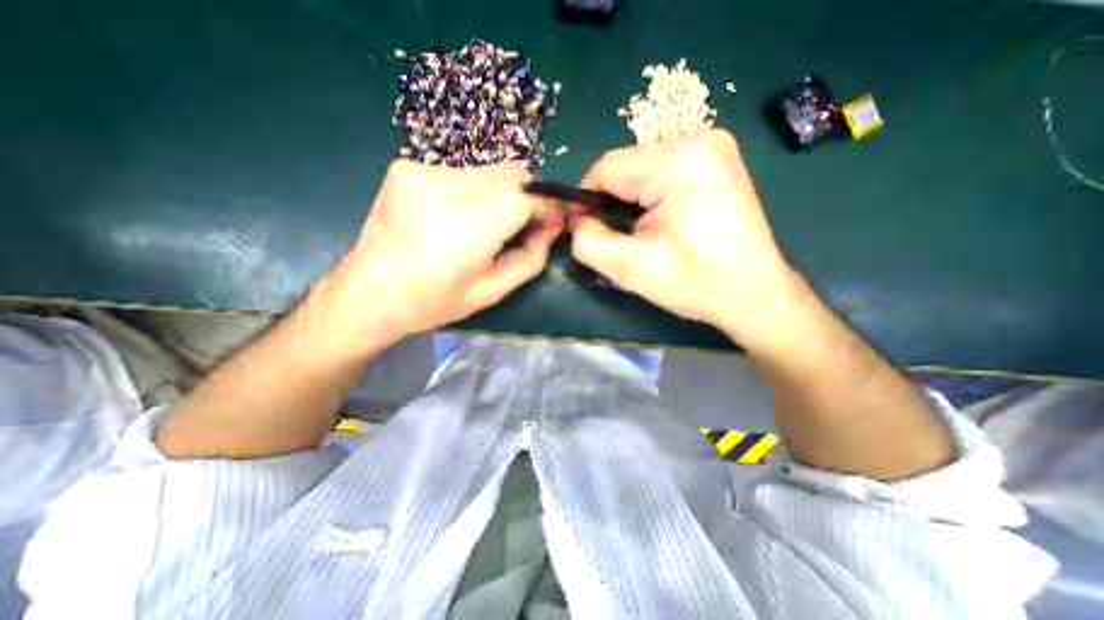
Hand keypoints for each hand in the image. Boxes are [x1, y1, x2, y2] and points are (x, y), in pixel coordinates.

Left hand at [314, 161, 563, 347]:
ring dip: (500, 195)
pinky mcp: (406, 168)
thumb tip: (551, 226)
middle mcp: (444, 187)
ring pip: (489, 171)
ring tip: (485, 225)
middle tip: (521, 226)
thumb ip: (531, 257)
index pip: (527, 192)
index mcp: (468, 226)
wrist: (368, 294)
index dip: (546, 203)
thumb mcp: (492, 291)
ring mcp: (421, 172)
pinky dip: (473, 191)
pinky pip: (461, 173)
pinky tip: (456, 216)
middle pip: (512, 173)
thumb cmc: (434, 302)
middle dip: (527, 197)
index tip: (550, 221)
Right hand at [568, 128, 803, 340]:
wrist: (754, 293)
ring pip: (641, 167)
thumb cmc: (696, 283)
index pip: (605, 168)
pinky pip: (663, 169)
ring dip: (630, 198)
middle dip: (611, 201)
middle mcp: (698, 138)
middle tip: (619, 237)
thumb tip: (576, 220)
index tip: (585, 230)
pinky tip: (661, 219)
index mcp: (678, 161)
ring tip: (642, 231)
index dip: (586, 200)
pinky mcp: (716, 158)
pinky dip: (651, 193)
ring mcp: (712, 145)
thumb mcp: (632, 269)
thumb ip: (588, 241)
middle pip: (625, 165)